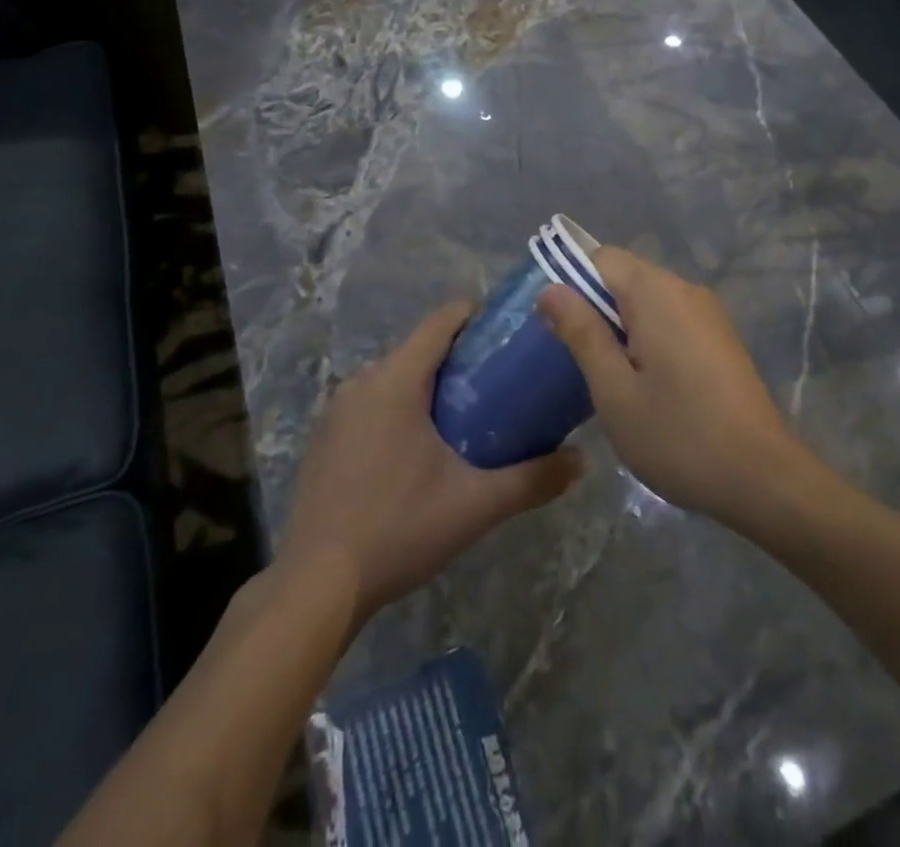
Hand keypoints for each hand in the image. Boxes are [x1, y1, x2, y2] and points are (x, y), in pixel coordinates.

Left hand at [278, 302, 583, 625]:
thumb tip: (583, 460)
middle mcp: (361, 381)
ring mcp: (335, 410)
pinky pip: (369, 402)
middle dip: (457, 356)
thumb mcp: (476, 505)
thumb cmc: (399, 529)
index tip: (507, 328)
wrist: (316, 585)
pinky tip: (416, 448)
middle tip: (498, 380)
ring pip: (392, 377)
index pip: (441, 321)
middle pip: (418, 349)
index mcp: (396, 380)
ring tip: (465, 413)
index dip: (476, 314)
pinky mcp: (323, 438)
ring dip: (426, 384)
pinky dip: (397, 408)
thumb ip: (533, 479)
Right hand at [538, 249, 809, 522]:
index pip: (601, 258)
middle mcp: (685, 289)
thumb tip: (551, 289)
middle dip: (596, 309)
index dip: (571, 283)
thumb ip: (581, 333)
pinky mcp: (721, 338)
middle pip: (625, 276)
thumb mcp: (614, 390)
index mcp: (656, 292)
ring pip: (648, 300)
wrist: (763, 477)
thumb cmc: (678, 435)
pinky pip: (672, 319)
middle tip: (579, 361)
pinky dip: (649, 338)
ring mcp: (708, 313)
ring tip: (610, 378)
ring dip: (622, 327)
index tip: (558, 329)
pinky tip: (647, 385)